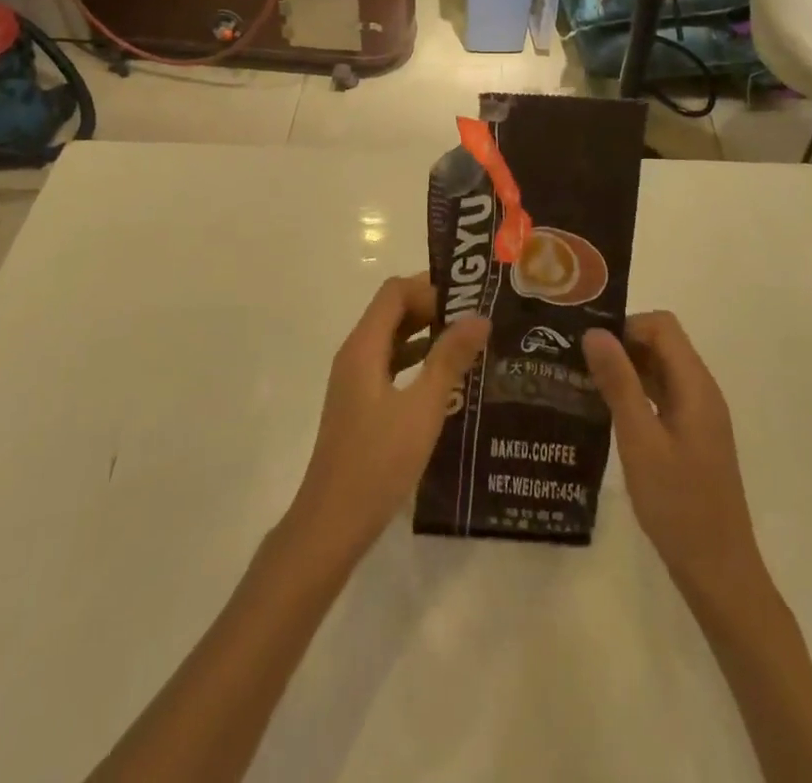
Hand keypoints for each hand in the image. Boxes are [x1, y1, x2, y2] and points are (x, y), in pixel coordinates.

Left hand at [288, 276, 489, 566]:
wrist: (332, 523)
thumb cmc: (377, 463)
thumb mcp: (422, 409)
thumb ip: (449, 360)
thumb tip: (479, 317)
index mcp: (364, 347)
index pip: (394, 293)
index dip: (429, 288)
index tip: (468, 302)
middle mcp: (355, 355)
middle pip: (392, 311)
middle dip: (432, 308)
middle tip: (477, 319)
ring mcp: (355, 381)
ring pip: (392, 339)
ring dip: (427, 334)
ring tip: (471, 343)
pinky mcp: (361, 404)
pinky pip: (391, 365)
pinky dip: (417, 361)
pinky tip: (448, 380)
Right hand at [583, 312, 765, 608]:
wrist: (719, 573)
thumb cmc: (678, 505)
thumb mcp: (640, 441)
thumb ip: (619, 383)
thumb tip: (595, 332)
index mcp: (696, 387)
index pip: (662, 326)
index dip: (626, 326)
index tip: (590, 346)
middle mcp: (702, 392)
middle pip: (662, 343)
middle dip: (621, 344)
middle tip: (578, 361)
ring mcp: (698, 415)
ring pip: (660, 369)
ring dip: (626, 368)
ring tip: (584, 381)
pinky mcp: (692, 436)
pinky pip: (662, 395)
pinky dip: (635, 392)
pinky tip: (606, 410)